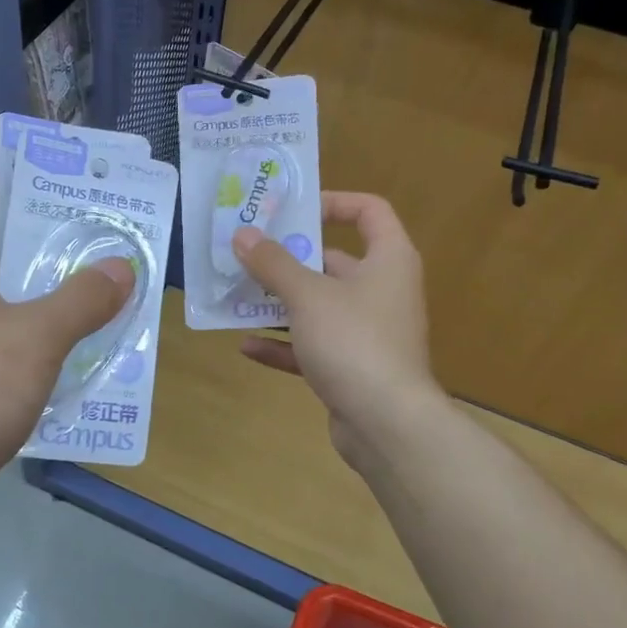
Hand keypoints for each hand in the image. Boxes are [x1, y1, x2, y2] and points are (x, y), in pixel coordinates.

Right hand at [234, 192, 444, 469]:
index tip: (291, 210)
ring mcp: (368, 332)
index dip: (333, 202)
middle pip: (335, 261)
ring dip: (280, 303)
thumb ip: (273, 263)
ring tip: (238, 295)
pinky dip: (284, 345)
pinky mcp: (353, 368)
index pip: (369, 211)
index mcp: (388, 260)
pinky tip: (246, 346)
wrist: (386, 424)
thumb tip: (243, 235)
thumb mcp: (308, 295)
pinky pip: (313, 347)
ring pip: (320, 307)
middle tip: (248, 252)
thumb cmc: (354, 342)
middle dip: (290, 258)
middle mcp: (382, 291)